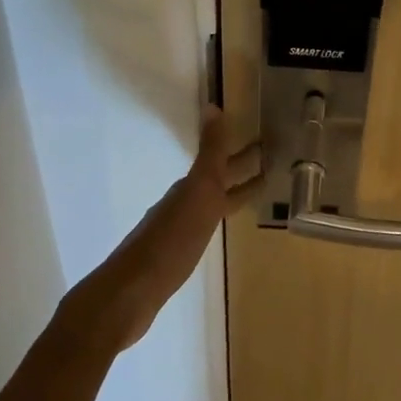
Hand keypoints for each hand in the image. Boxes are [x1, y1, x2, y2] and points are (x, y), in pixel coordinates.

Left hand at [57, 109, 260, 354]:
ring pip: (209, 202)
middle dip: (241, 168)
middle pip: (217, 180)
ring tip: (251, 192)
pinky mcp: (172, 257)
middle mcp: (183, 203)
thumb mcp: (197, 193)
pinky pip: (203, 227)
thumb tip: (213, 106)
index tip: (267, 140)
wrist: (129, 294)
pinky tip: (217, 227)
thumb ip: (209, 153)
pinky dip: (217, 219)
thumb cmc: (170, 242)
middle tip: (271, 159)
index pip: (224, 163)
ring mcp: (175, 230)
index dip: (245, 153)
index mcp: (192, 188)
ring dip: (229, 192)